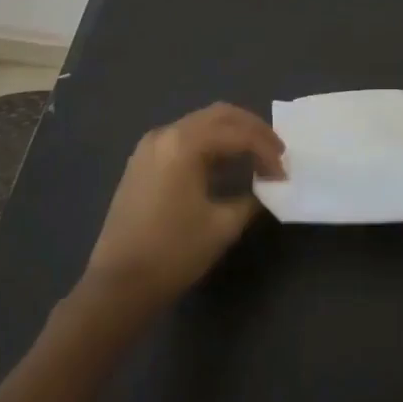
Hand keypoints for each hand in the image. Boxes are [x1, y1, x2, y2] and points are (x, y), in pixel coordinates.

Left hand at [78, 103, 284, 326]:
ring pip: (202, 123)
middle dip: (253, 130)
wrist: (118, 286)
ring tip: (256, 157)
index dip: (267, 151)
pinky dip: (211, 143)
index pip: (239, 134)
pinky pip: (185, 138)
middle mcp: (166, 134)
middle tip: (276, 152)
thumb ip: (252, 198)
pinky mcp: (142, 162)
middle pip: (220, 116)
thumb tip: (267, 187)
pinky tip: (225, 164)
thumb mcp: (223, 225)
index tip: (284, 174)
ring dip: (232, 134)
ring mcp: (150, 146)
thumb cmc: (174, 253)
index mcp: (185, 144)